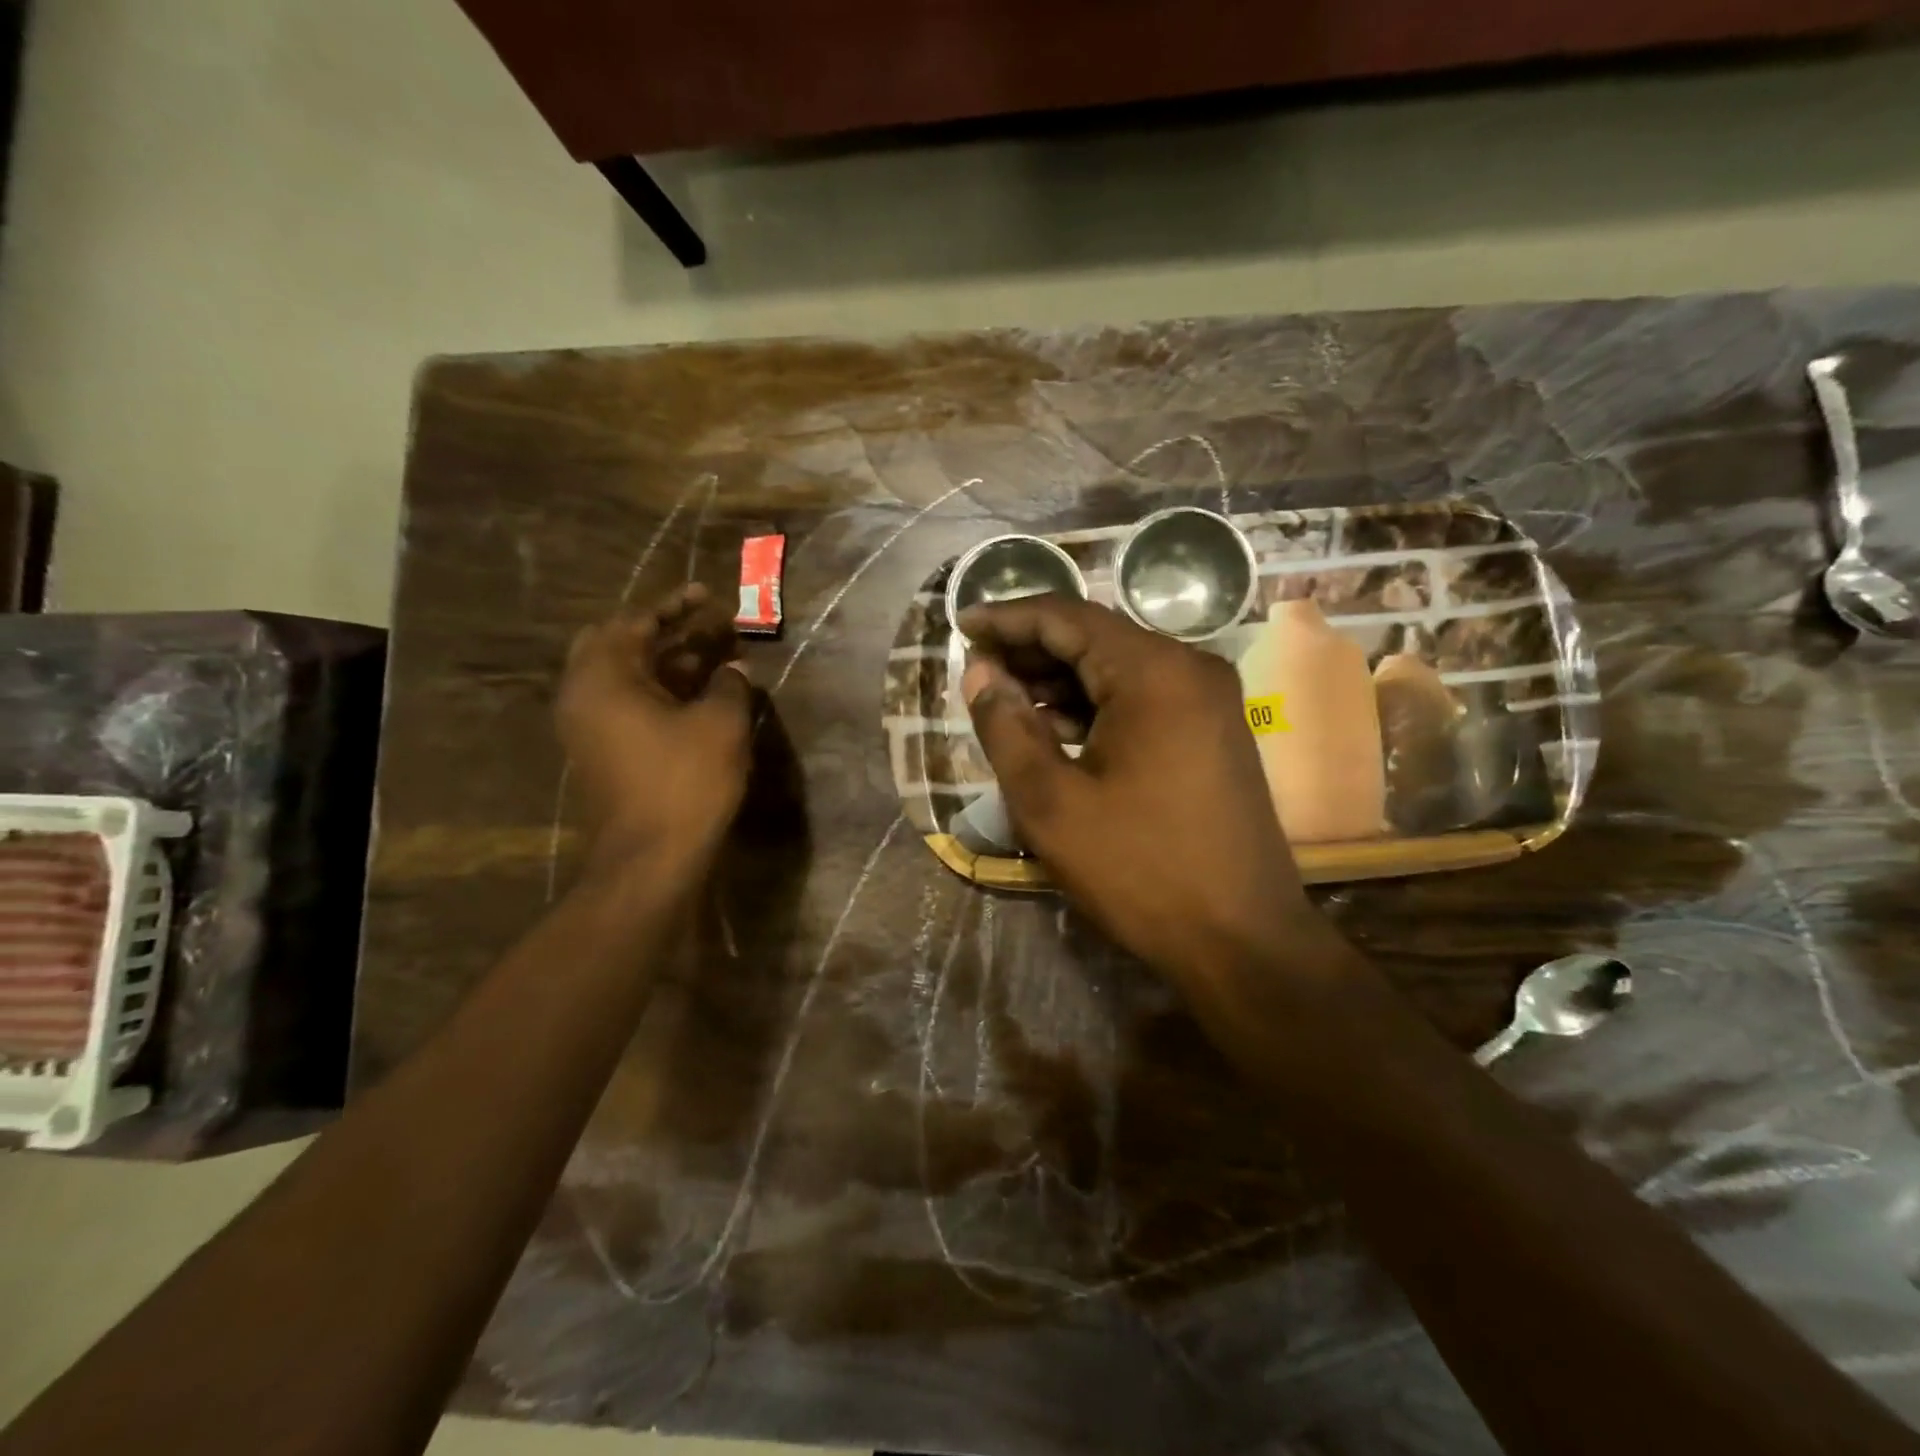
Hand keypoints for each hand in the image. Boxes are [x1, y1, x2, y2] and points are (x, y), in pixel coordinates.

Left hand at [558, 585, 752, 869]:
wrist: (651, 858)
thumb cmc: (685, 782)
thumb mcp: (720, 724)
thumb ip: (729, 684)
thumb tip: (734, 668)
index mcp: (603, 677)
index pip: (636, 621)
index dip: (677, 606)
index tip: (710, 595)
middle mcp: (584, 695)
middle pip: (621, 644)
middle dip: (666, 631)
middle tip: (707, 627)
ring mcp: (588, 727)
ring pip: (626, 676)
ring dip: (667, 662)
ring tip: (715, 656)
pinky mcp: (601, 752)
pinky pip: (627, 704)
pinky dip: (660, 690)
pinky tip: (700, 695)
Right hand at [959, 595, 1334, 982]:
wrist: (1242, 941)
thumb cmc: (1140, 870)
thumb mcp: (1050, 802)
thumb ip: (1006, 727)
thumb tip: (981, 673)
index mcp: (1155, 672)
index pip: (1067, 617)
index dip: (1008, 617)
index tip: (960, 624)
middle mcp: (1190, 669)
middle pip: (1095, 638)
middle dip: (1031, 650)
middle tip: (975, 668)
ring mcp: (1208, 701)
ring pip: (1117, 670)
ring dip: (1059, 681)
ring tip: (1003, 700)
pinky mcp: (1212, 733)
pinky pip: (1141, 699)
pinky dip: (1092, 707)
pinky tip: (1053, 730)